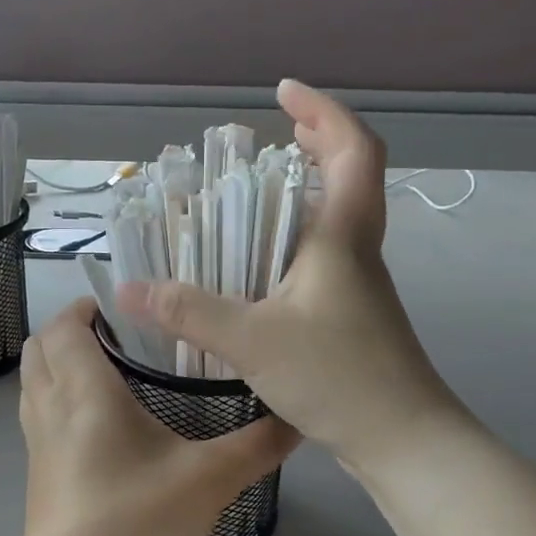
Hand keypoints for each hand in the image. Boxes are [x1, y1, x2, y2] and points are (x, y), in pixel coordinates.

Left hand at [13, 298, 297, 535]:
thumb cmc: (135, 522)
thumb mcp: (209, 480)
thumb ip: (256, 445)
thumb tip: (298, 417)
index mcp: (85, 391)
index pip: (65, 326)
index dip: (86, 306)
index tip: (124, 307)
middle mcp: (51, 407)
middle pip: (40, 348)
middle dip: (71, 330)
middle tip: (120, 336)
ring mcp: (37, 443)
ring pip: (34, 381)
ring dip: (61, 364)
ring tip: (109, 372)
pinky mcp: (37, 473)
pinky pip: (38, 415)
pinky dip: (58, 399)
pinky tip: (100, 426)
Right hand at [117, 80, 465, 474]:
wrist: (405, 440)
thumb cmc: (340, 377)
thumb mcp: (254, 341)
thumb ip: (190, 312)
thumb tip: (129, 290)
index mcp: (344, 237)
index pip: (354, 149)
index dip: (323, 111)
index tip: (283, 94)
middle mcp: (358, 250)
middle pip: (352, 174)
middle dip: (317, 141)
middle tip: (276, 133)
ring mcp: (360, 285)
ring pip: (340, 216)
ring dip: (308, 190)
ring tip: (259, 192)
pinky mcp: (355, 315)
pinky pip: (327, 255)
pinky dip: (298, 237)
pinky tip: (264, 264)